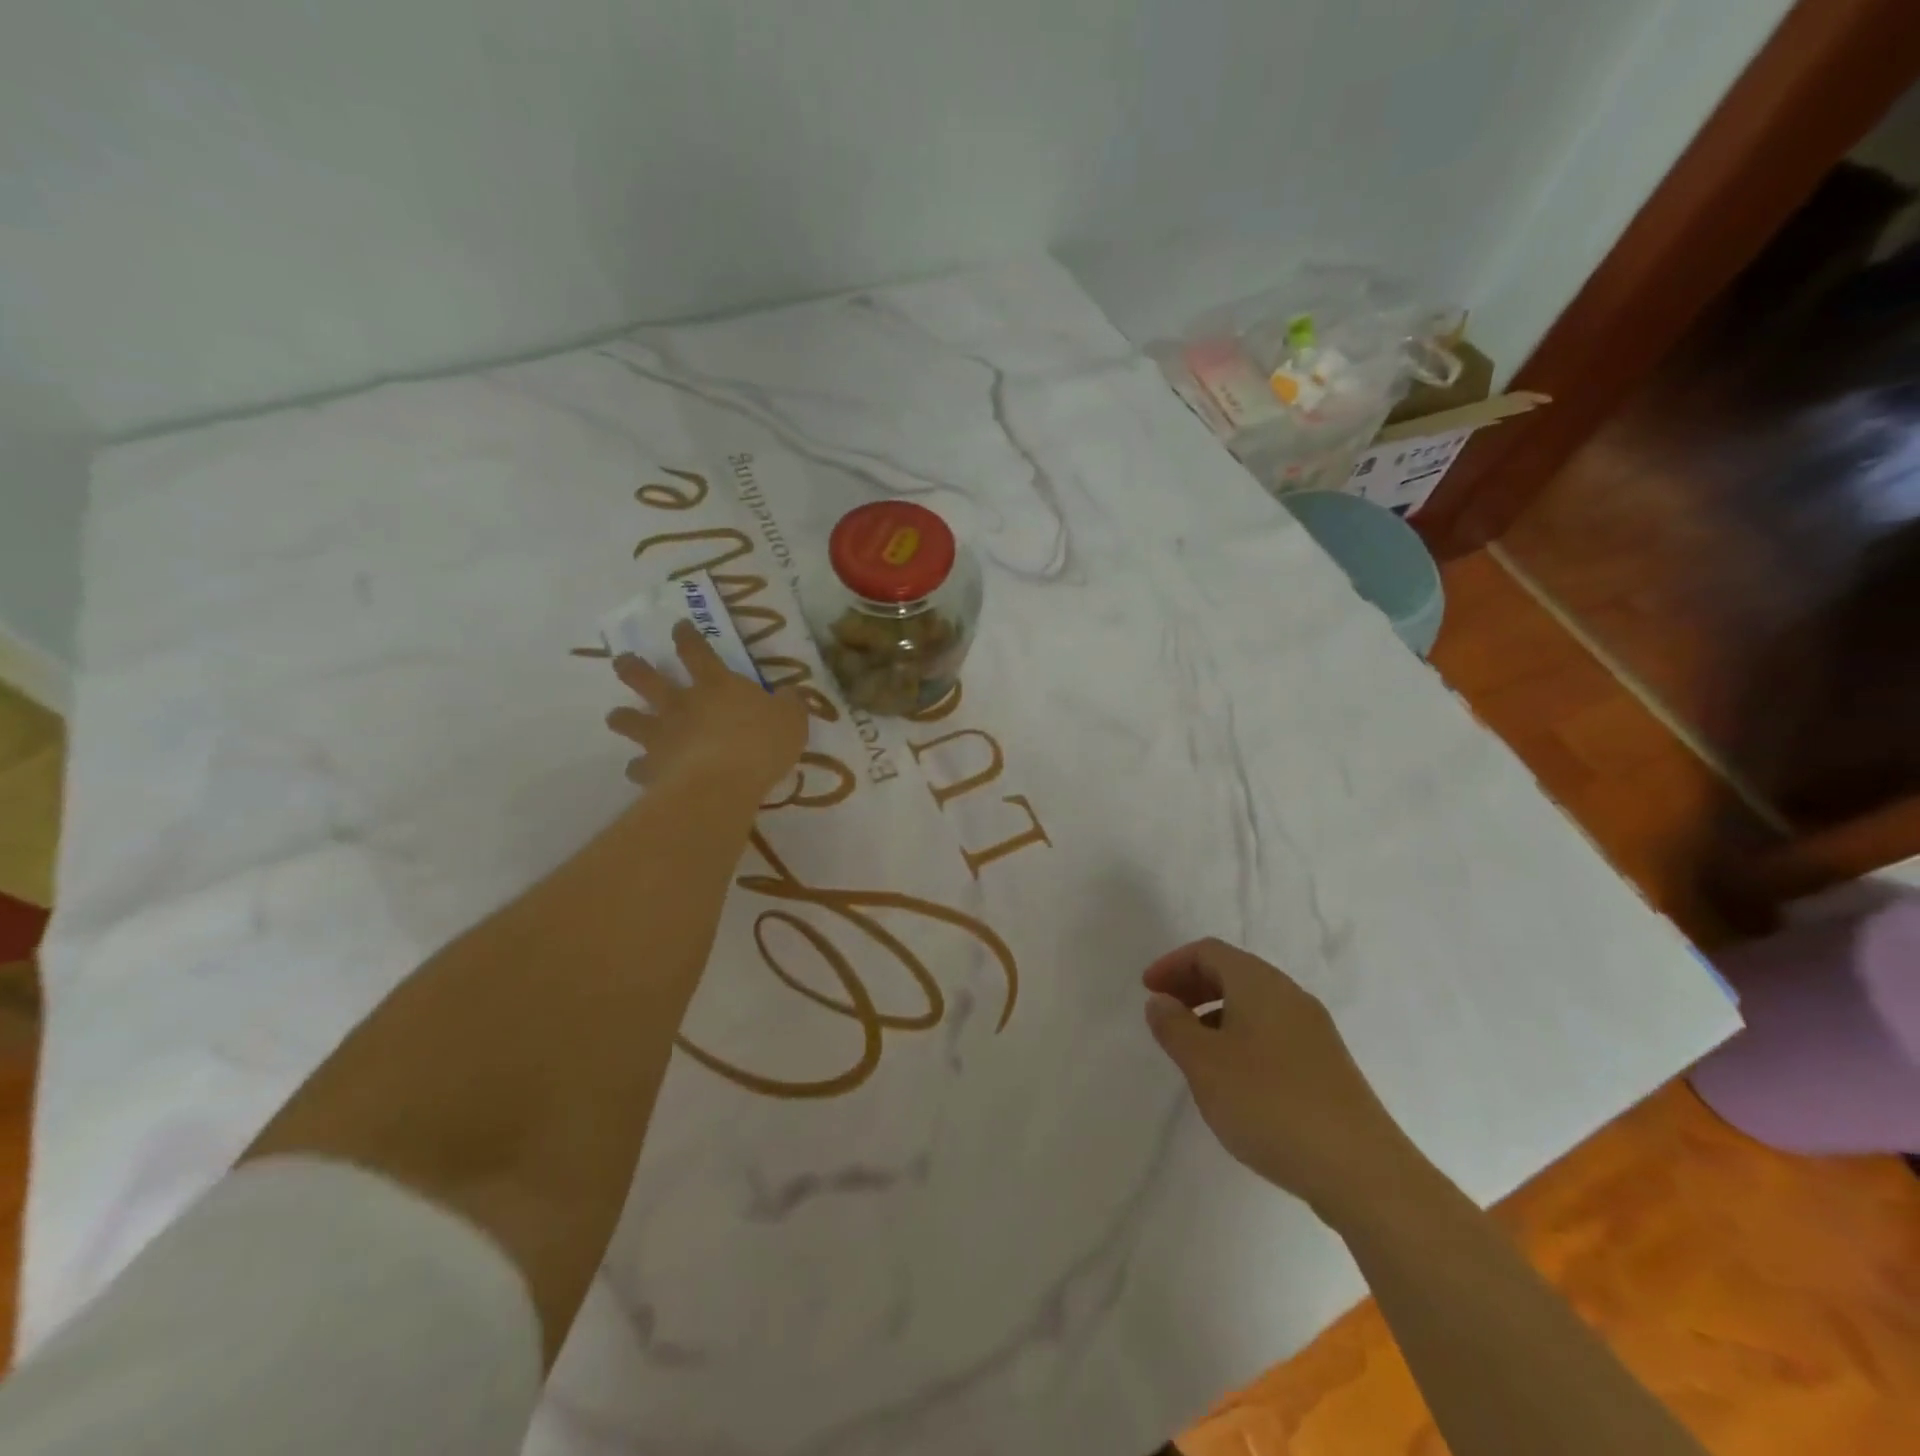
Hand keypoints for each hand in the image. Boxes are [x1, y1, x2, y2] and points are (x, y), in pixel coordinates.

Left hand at [606, 620, 807, 800]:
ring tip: (616, 716)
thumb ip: (789, 705)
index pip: (697, 651)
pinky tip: (640, 772)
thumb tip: (790, 695)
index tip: (678, 627)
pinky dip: (639, 768)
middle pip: (648, 679)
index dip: (687, 637)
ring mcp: (662, 736)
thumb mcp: (792, 719)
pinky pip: (639, 767)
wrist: (723, 782)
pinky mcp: (653, 769)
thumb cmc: (761, 743)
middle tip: (622, 661)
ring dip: (623, 717)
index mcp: (716, 685)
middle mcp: (681, 704)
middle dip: (633, 668)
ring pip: (631, 720)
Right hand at [1143, 937, 1424, 1224]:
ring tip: (1192, 1049)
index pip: (1209, 951)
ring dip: (1216, 1013)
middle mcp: (1290, 996)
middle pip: (1234, 972)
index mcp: (1259, 984)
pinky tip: (1233, 1078)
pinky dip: (1241, 1036)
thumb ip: (1174, 1027)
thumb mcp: (1204, 1064)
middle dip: (1193, 985)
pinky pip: (1273, 1031)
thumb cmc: (1270, 1103)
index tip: (1148, 991)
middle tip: (1164, 1013)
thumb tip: (1160, 1001)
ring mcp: (1314, 1031)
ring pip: (1254, 1004)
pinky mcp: (1327, 1066)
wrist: (1362, 1171)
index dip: (1173, 964)